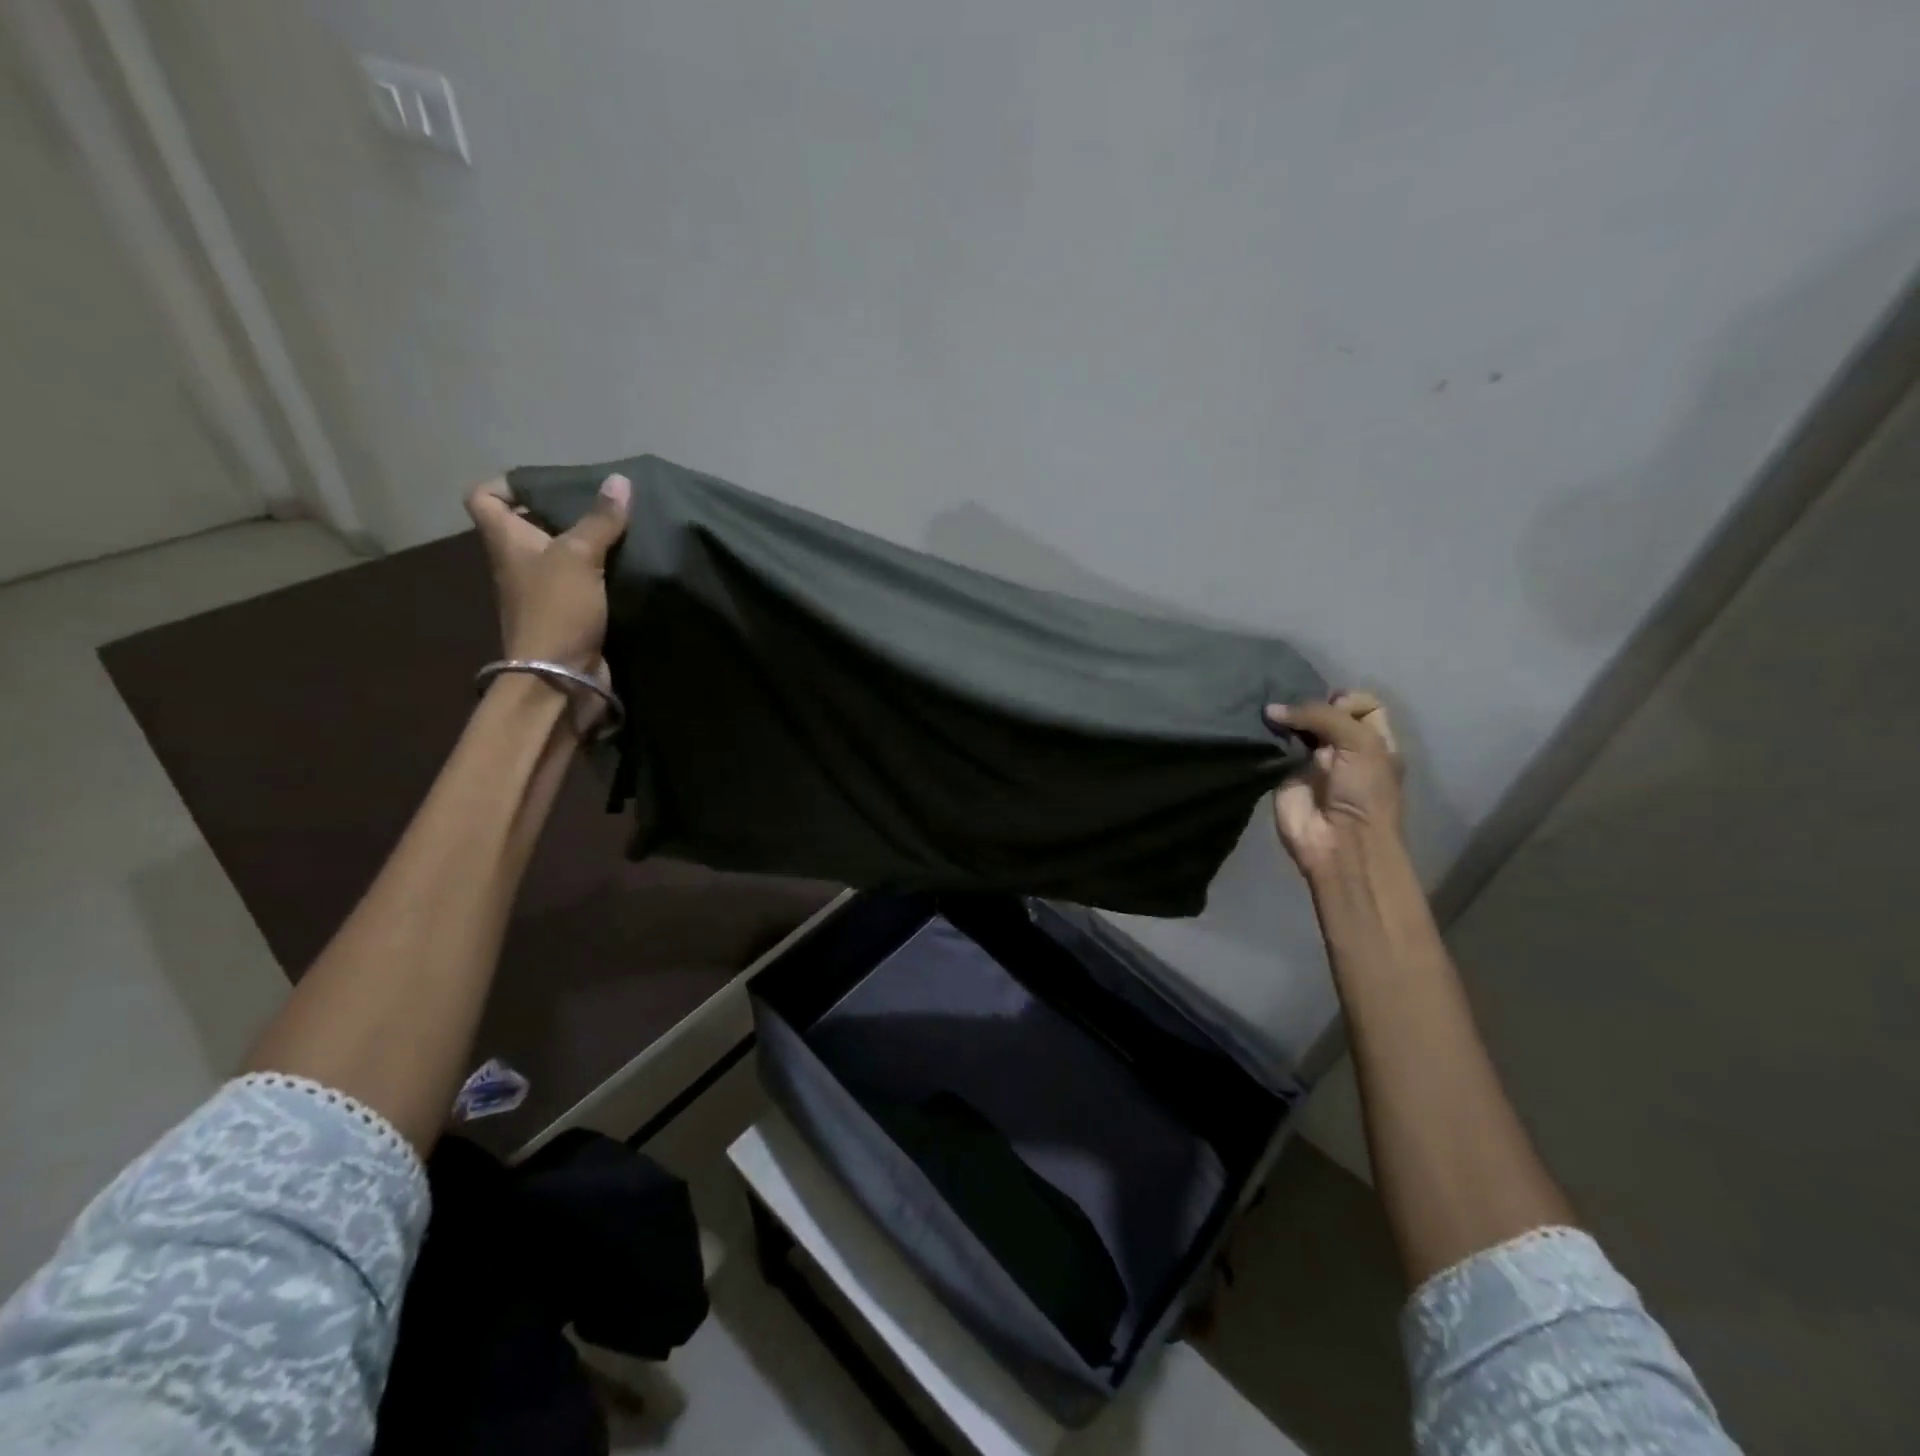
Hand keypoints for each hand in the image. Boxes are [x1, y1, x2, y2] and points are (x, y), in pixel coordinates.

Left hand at [466, 472, 629, 720]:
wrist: (560, 678)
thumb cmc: (557, 609)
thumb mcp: (578, 556)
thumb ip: (600, 519)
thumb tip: (619, 480)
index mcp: (506, 541)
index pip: (485, 497)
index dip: (510, 484)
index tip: (549, 483)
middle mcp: (519, 563)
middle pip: (531, 525)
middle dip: (564, 512)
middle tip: (603, 504)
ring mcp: (543, 592)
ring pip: (562, 556)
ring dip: (589, 544)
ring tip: (624, 530)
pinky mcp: (570, 615)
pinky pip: (584, 584)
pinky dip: (603, 575)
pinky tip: (631, 567)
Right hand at [1264, 691, 1403, 880]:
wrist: (1340, 843)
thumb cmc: (1364, 792)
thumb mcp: (1360, 743)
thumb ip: (1321, 715)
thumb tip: (1272, 710)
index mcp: (1373, 740)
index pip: (1361, 704)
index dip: (1346, 700)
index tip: (1332, 708)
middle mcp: (1343, 747)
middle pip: (1323, 712)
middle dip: (1307, 704)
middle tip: (1292, 706)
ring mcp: (1310, 761)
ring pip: (1295, 728)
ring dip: (1282, 718)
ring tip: (1268, 709)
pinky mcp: (1282, 775)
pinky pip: (1272, 749)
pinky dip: (1264, 738)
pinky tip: (1256, 726)